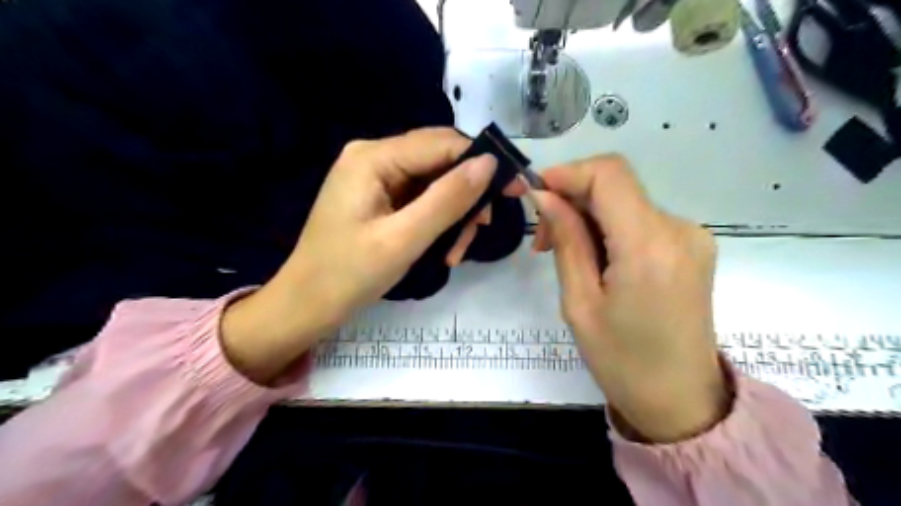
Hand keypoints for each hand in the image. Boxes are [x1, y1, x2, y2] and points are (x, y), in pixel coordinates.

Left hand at [221, 127, 524, 382]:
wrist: (306, 306)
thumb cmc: (348, 275)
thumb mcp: (404, 239)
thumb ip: (447, 199)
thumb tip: (490, 163)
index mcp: (373, 157)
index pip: (441, 143)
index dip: (482, 162)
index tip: (514, 189)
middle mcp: (373, 157)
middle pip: (439, 161)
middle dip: (466, 195)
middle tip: (481, 230)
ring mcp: (375, 178)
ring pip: (434, 183)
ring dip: (453, 214)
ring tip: (456, 252)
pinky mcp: (378, 198)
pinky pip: (420, 199)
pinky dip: (437, 222)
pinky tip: (443, 248)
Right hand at [530, 154, 725, 442]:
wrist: (681, 401)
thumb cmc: (622, 362)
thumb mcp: (579, 302)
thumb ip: (566, 240)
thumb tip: (543, 195)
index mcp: (649, 247)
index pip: (608, 175)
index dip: (567, 173)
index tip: (534, 193)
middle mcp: (679, 229)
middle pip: (616, 186)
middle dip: (571, 200)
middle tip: (541, 240)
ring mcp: (691, 236)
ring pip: (625, 202)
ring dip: (588, 217)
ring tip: (564, 254)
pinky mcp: (691, 246)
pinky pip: (640, 220)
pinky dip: (610, 228)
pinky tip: (596, 259)